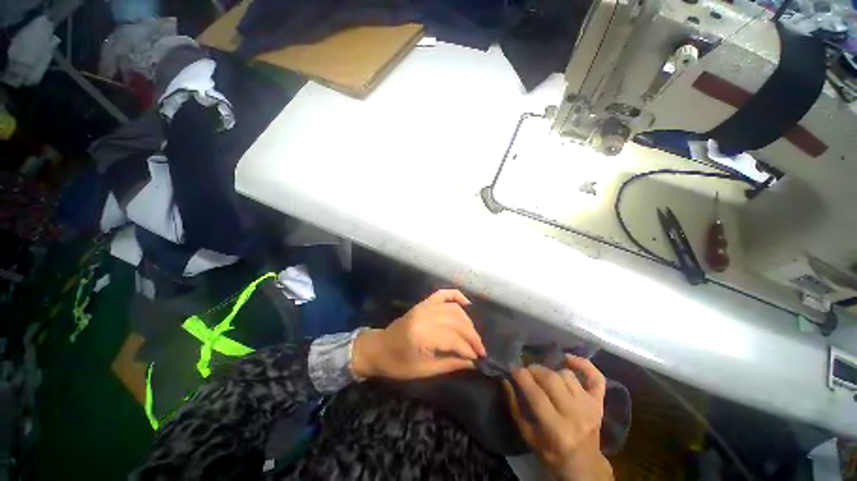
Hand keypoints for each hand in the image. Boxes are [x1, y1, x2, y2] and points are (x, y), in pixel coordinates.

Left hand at [352, 289, 486, 379]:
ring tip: (473, 335)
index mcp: (422, 334)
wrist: (378, 348)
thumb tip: (473, 362)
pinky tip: (467, 304)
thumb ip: (450, 363)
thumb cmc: (398, 364)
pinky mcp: (423, 303)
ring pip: (453, 308)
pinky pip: (442, 294)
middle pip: (457, 321)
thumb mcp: (424, 370)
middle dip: (472, 335)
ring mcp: (423, 306)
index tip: (479, 358)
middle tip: (480, 348)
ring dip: (467, 321)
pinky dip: (456, 296)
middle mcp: (425, 315)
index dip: (469, 349)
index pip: (454, 338)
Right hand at [504, 355, 612, 480]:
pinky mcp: (599, 403)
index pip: (535, 393)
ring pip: (567, 375)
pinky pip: (596, 377)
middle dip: (534, 369)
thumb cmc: (551, 453)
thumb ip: (515, 406)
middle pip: (551, 379)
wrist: (584, 466)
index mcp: (555, 428)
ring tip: (544, 377)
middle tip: (527, 371)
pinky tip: (568, 359)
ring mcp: (590, 407)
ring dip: (551, 372)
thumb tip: (505, 379)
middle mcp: (575, 415)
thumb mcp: (528, 435)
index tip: (512, 368)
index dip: (521, 375)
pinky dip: (584, 364)